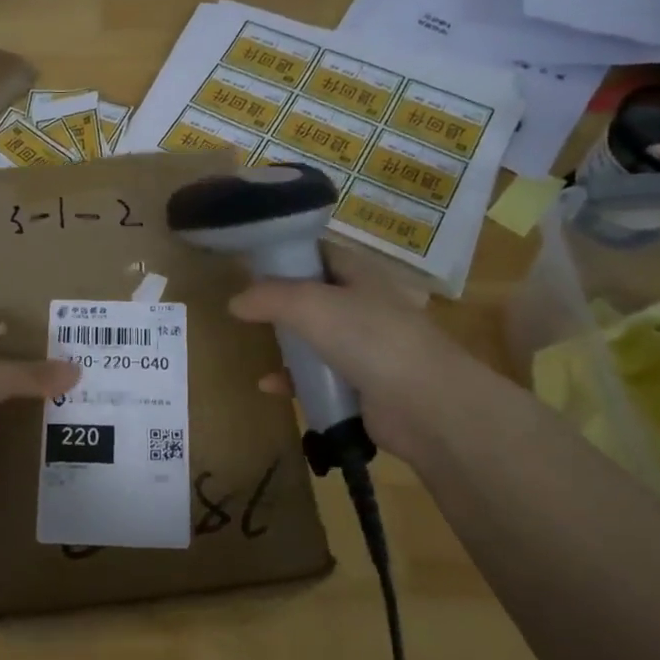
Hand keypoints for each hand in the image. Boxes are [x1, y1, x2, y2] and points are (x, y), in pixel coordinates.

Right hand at [228, 252, 483, 466]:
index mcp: (361, 275)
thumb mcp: (310, 305)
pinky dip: (295, 380)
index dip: (288, 254)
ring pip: (316, 339)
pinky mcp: (362, 387)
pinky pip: (320, 378)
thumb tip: (234, 301)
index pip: (320, 253)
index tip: (251, 264)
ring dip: (286, 344)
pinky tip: (270, 386)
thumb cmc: (370, 339)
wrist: (425, 405)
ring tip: (255, 346)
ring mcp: (366, 348)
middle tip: (245, 309)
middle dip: (281, 303)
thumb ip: (269, 298)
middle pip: (315, 297)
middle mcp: (365, 307)